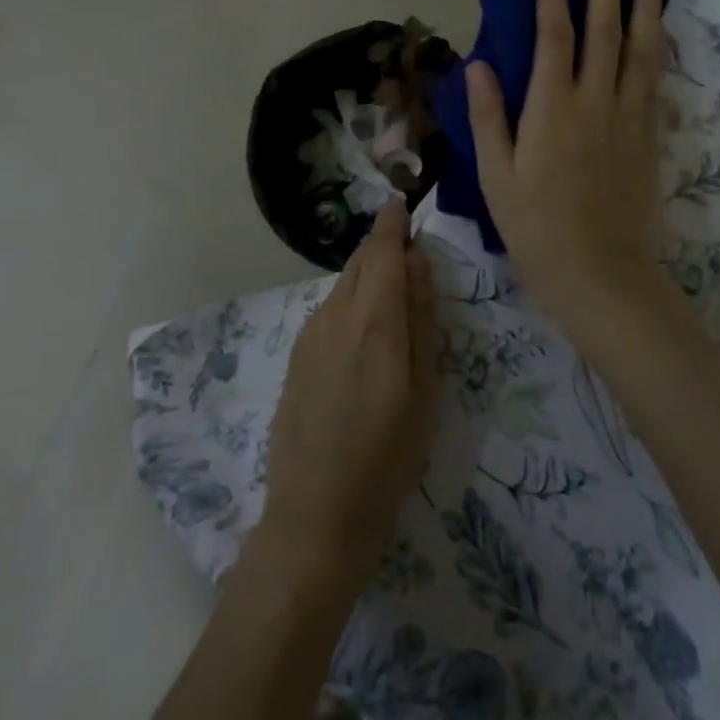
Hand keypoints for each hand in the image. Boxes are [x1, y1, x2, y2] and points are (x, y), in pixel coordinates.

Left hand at [257, 200, 436, 587]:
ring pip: (342, 286)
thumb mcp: (423, 388)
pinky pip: (329, 312)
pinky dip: (351, 304)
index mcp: (372, 317)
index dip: (393, 222)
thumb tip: (417, 261)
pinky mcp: (296, 357)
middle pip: (359, 261)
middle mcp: (335, 313)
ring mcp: (309, 335)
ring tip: (393, 299)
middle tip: (410, 255)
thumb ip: (420, 317)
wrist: (315, 515)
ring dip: (366, 278)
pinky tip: (364, 337)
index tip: (405, 204)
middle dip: (383, 248)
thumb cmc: (387, 456)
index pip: (381, 248)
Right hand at [466, 0, 669, 331]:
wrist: (602, 276)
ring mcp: (629, 120)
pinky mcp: (650, 139)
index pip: (554, 39)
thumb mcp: (496, 176)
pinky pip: (656, 84)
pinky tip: (661, 38)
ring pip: (640, 53)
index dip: (553, 0)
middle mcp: (595, 103)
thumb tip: (479, 64)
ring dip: (645, 12)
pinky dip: (658, 53)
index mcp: (552, 109)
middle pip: (604, 35)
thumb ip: (489, 116)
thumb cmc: (536, 228)